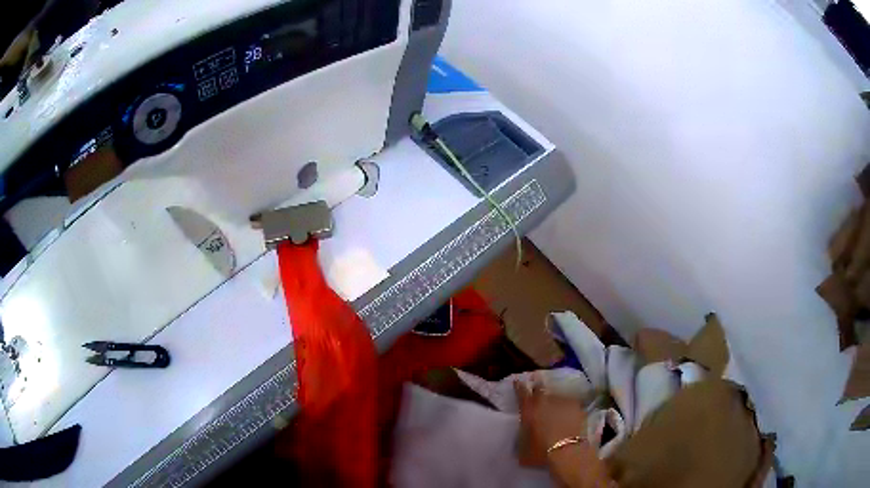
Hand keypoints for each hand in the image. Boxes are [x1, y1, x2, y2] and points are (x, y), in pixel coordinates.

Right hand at [514, 377, 590, 466]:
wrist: (567, 451)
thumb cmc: (540, 452)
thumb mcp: (522, 449)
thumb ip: (521, 437)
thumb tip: (522, 435)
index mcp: (528, 411)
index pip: (521, 393)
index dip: (519, 386)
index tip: (518, 381)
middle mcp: (544, 402)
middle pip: (540, 388)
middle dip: (537, 386)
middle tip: (536, 383)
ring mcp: (562, 403)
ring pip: (556, 395)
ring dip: (553, 398)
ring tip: (554, 403)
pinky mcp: (577, 407)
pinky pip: (570, 402)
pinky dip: (567, 405)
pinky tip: (568, 410)